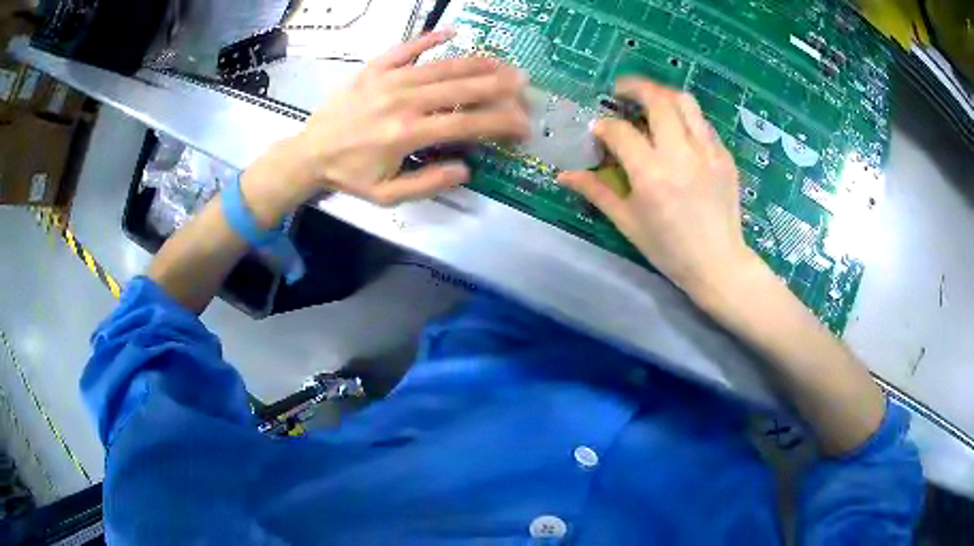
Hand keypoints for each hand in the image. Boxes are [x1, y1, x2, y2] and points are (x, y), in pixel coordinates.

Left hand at [241, 29, 529, 225]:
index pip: (468, 122)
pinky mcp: (374, 67)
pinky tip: (453, 32)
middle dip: (501, 86)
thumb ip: (428, 184)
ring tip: (505, 63)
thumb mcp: (387, 196)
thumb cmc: (350, 175)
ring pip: (443, 65)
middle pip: (463, 87)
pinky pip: (406, 47)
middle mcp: (403, 100)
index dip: (502, 122)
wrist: (309, 154)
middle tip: (526, 86)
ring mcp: (388, 79)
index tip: (524, 123)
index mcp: (408, 134)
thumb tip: (466, 168)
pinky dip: (430, 38)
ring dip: (478, 62)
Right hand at [558, 78, 758, 302]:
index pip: (620, 131)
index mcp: (651, 175)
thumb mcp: (628, 223)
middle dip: (634, 87)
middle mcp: (681, 155)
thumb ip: (597, 192)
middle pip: (657, 100)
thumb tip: (564, 175)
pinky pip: (703, 123)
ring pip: (685, 102)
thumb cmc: (669, 250)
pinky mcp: (724, 156)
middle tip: (620, 91)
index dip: (604, 126)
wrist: (718, 264)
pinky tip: (677, 130)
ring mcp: (707, 152)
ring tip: (650, 100)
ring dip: (662, 94)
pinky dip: (685, 118)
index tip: (598, 130)